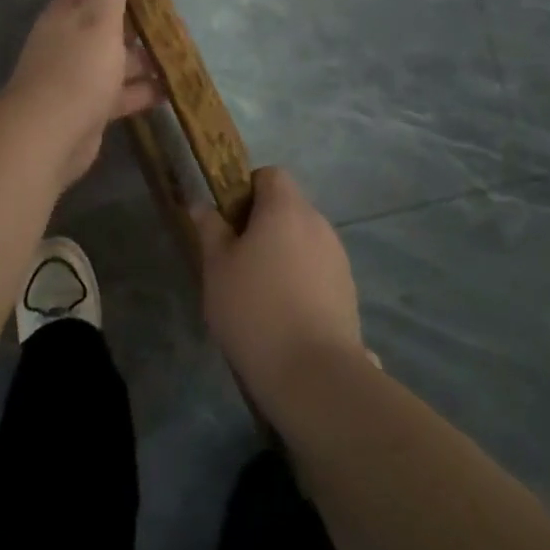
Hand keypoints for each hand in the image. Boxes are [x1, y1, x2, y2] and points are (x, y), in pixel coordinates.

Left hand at [1, 0, 161, 192]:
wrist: (51, 134)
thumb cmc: (78, 67)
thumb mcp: (99, 19)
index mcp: (65, 18)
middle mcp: (68, 45)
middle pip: (105, 30)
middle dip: (136, 28)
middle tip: (174, 25)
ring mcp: (78, 80)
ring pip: (116, 64)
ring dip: (144, 61)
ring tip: (180, 57)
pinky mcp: (90, 111)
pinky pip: (121, 95)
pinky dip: (143, 92)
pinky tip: (171, 91)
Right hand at [195, 168, 365, 408]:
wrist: (313, 374)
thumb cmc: (254, 309)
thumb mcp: (217, 267)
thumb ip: (210, 229)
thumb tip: (201, 204)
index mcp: (286, 208)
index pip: (270, 174)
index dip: (247, 189)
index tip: (229, 221)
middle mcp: (317, 223)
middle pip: (288, 207)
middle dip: (263, 224)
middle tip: (236, 259)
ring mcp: (338, 257)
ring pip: (303, 239)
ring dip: (283, 252)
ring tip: (260, 292)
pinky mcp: (348, 290)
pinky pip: (318, 268)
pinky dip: (301, 278)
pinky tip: (285, 314)